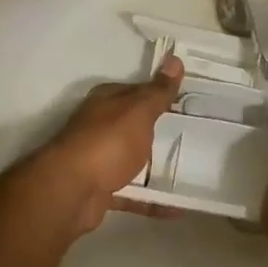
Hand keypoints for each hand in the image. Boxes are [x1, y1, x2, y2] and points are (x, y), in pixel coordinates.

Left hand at [30, 56, 183, 235]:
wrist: (71, 191)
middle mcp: (99, 127)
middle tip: (196, 136)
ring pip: (132, 160)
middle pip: (134, 126)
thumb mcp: (138, 111)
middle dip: (159, 131)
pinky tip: (176, 208)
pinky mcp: (101, 189)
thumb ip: (158, 91)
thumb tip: (174, 59)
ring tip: (190, 172)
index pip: (135, 91)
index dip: (159, 93)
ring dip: (155, 167)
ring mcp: (98, 159)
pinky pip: (133, 193)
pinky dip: (152, 200)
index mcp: (106, 102)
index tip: (187, 101)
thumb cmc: (107, 143)